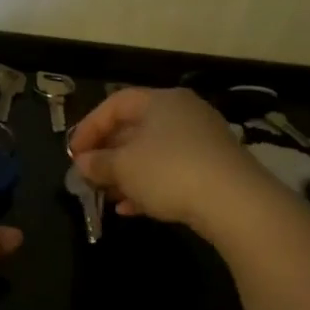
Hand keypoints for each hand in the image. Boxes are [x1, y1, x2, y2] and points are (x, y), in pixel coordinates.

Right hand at [68, 88, 270, 234]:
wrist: (235, 202)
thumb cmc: (169, 171)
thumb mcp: (123, 167)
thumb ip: (97, 163)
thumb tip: (82, 163)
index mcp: (160, 100)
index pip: (115, 104)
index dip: (89, 127)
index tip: (73, 153)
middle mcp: (183, 113)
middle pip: (134, 128)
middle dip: (108, 153)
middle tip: (89, 175)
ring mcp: (202, 140)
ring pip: (152, 153)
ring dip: (126, 173)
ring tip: (108, 196)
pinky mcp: (214, 167)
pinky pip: (171, 171)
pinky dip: (149, 185)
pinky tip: (132, 209)